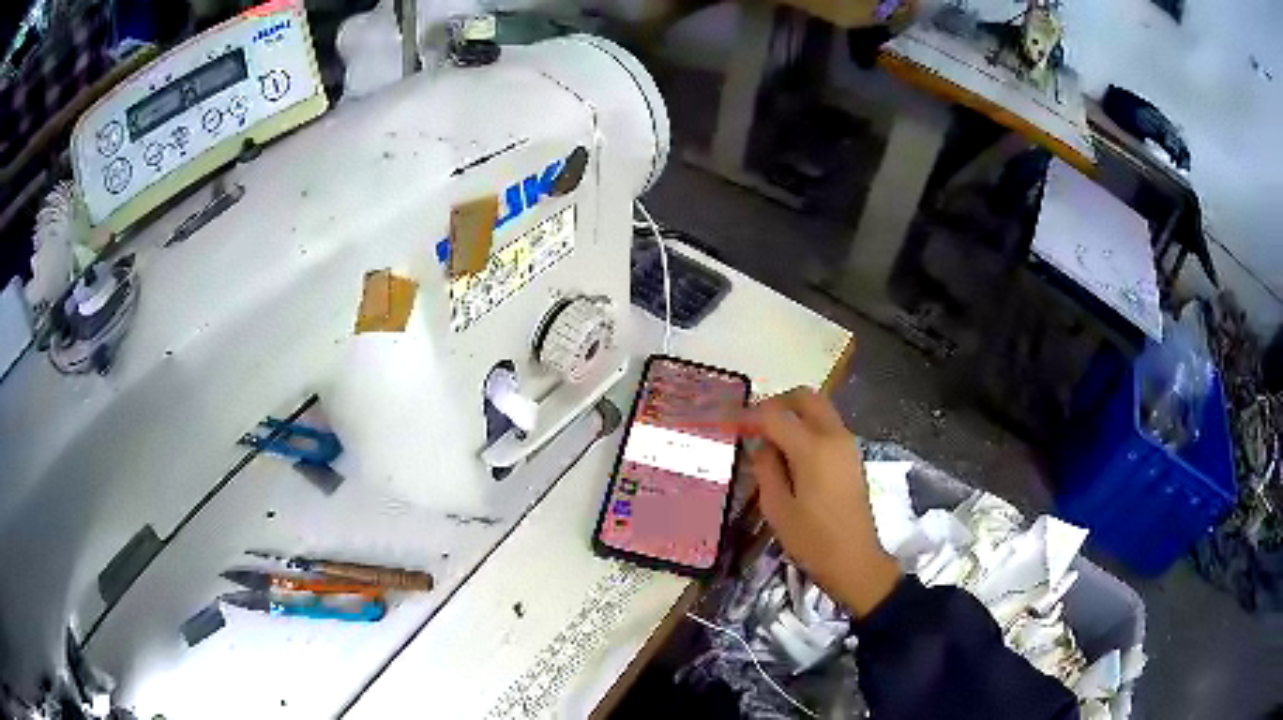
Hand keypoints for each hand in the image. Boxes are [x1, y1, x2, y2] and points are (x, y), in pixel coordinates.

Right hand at [745, 387, 900, 616]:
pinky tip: (790, 455)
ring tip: (770, 441)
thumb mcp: (777, 508)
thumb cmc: (813, 540)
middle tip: (755, 424)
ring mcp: (847, 445)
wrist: (855, 560)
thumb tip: (761, 445)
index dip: (751, 416)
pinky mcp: (852, 456)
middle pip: (805, 397)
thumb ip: (766, 469)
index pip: (776, 415)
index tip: (731, 423)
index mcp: (813, 449)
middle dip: (778, 403)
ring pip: (819, 409)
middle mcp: (834, 437)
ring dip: (794, 414)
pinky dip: (807, 427)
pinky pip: (827, 426)